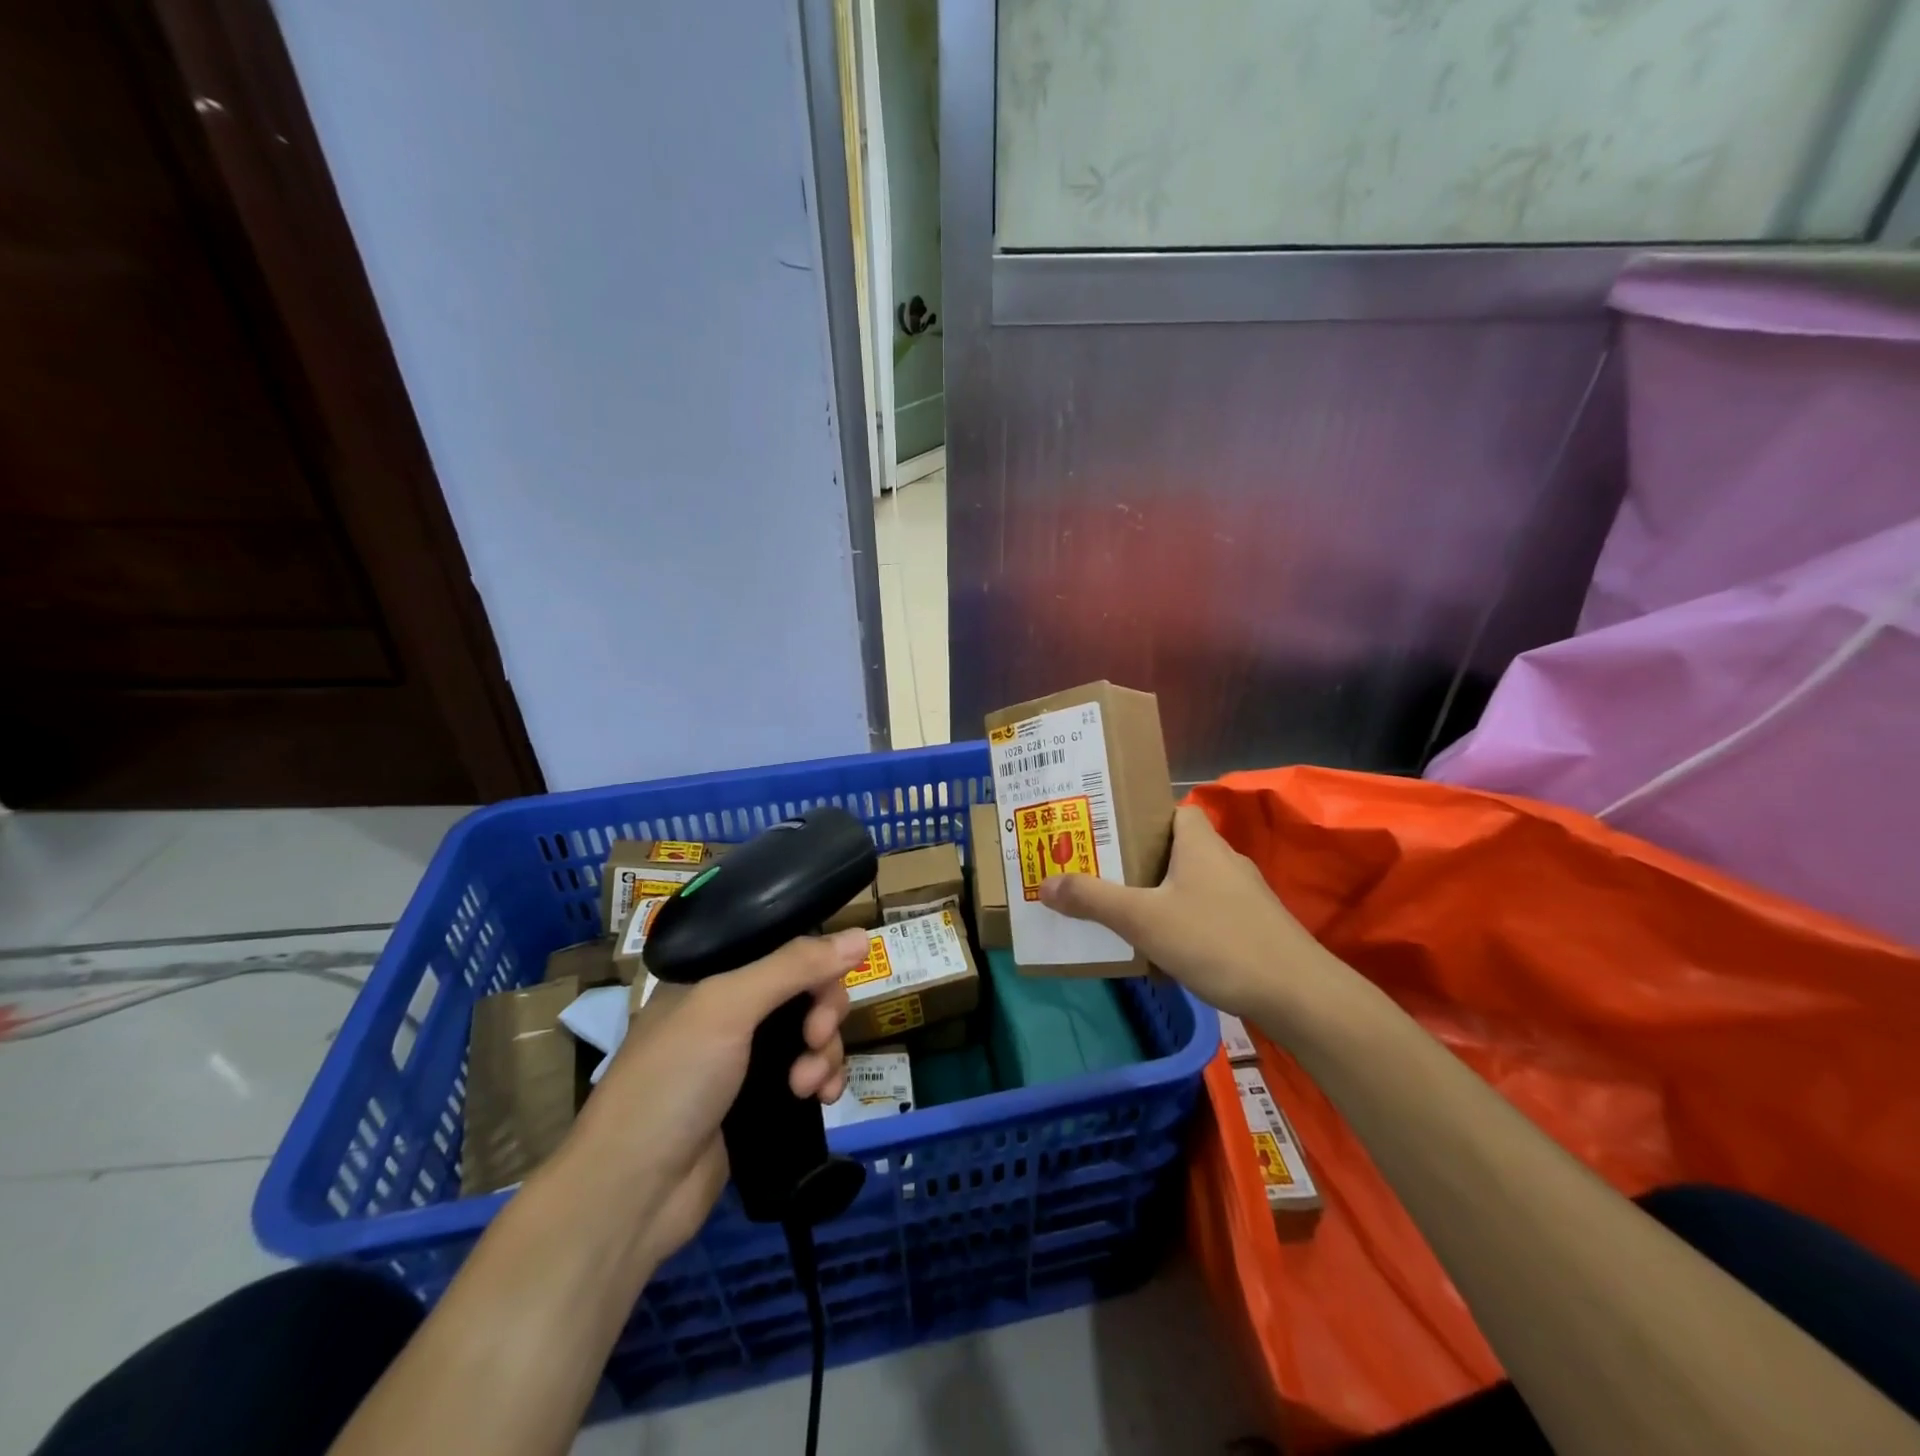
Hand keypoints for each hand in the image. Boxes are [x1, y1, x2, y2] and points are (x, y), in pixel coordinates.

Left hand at [553, 927, 865, 1269]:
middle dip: (823, 1012)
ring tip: (809, 1086)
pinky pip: (810, 1073)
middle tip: (816, 1039)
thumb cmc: (671, 1083)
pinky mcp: (759, 1100)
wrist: (631, 1195)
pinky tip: (823, 1100)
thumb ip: (794, 967)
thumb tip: (862, 934)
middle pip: (805, 989)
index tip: (829, 986)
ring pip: (812, 1033)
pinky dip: (824, 1080)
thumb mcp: (727, 1007)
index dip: (816, 961)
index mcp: (712, 975)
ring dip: (825, 1053)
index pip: (782, 947)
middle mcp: (730, 1009)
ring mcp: (744, 1058)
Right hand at [1038, 804, 1339, 1020]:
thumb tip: (1044, 884)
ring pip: (1190, 884)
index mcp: (1199, 843)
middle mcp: (1224, 860)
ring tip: (1122, 912)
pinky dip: (1183, 922)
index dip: (1140, 817)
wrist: (1299, 996)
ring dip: (1160, 895)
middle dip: (1139, 861)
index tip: (1107, 833)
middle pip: (1175, 848)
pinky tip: (1164, 950)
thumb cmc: (1216, 940)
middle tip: (1100, 874)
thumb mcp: (1143, 919)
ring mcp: (1244, 896)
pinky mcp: (1254, 928)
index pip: (1171, 810)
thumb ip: (1092, 900)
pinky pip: (1207, 913)